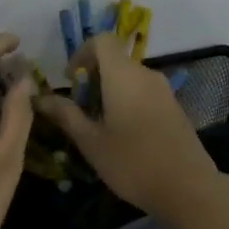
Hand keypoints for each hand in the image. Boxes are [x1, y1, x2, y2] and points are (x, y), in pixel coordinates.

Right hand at [34, 36, 224, 223]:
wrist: (187, 188)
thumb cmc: (132, 163)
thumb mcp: (91, 142)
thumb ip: (66, 115)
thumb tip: (41, 98)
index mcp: (123, 76)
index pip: (102, 40)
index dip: (82, 53)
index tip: (71, 80)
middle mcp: (146, 75)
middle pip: (116, 60)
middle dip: (93, 78)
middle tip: (79, 110)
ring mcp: (164, 91)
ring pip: (130, 78)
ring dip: (110, 92)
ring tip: (98, 126)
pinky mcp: (175, 108)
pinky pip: (144, 93)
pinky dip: (128, 102)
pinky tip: (123, 135)